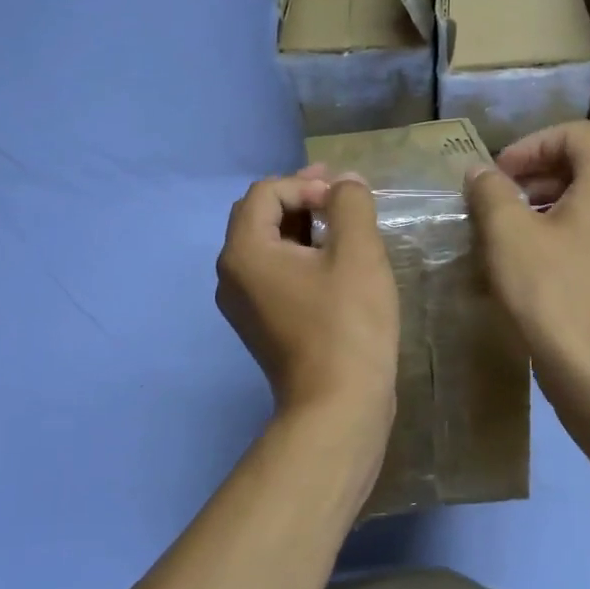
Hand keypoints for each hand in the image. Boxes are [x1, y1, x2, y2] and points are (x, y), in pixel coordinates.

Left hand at [216, 169, 398, 422]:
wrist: (337, 407)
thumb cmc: (347, 325)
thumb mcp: (357, 254)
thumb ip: (350, 204)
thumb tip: (345, 182)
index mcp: (243, 252)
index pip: (267, 192)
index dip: (307, 184)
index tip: (345, 202)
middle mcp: (231, 275)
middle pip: (260, 216)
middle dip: (302, 199)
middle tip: (343, 197)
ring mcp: (243, 304)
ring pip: (268, 246)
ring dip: (303, 227)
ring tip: (344, 227)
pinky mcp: (260, 325)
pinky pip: (274, 274)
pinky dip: (300, 257)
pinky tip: (334, 264)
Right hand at [465, 122, 589, 390]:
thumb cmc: (551, 291)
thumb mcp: (507, 233)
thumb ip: (491, 191)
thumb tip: (481, 172)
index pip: (573, 134)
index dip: (529, 145)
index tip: (497, 175)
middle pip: (584, 167)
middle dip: (536, 177)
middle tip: (498, 203)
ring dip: (548, 208)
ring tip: (510, 235)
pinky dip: (567, 236)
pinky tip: (537, 267)